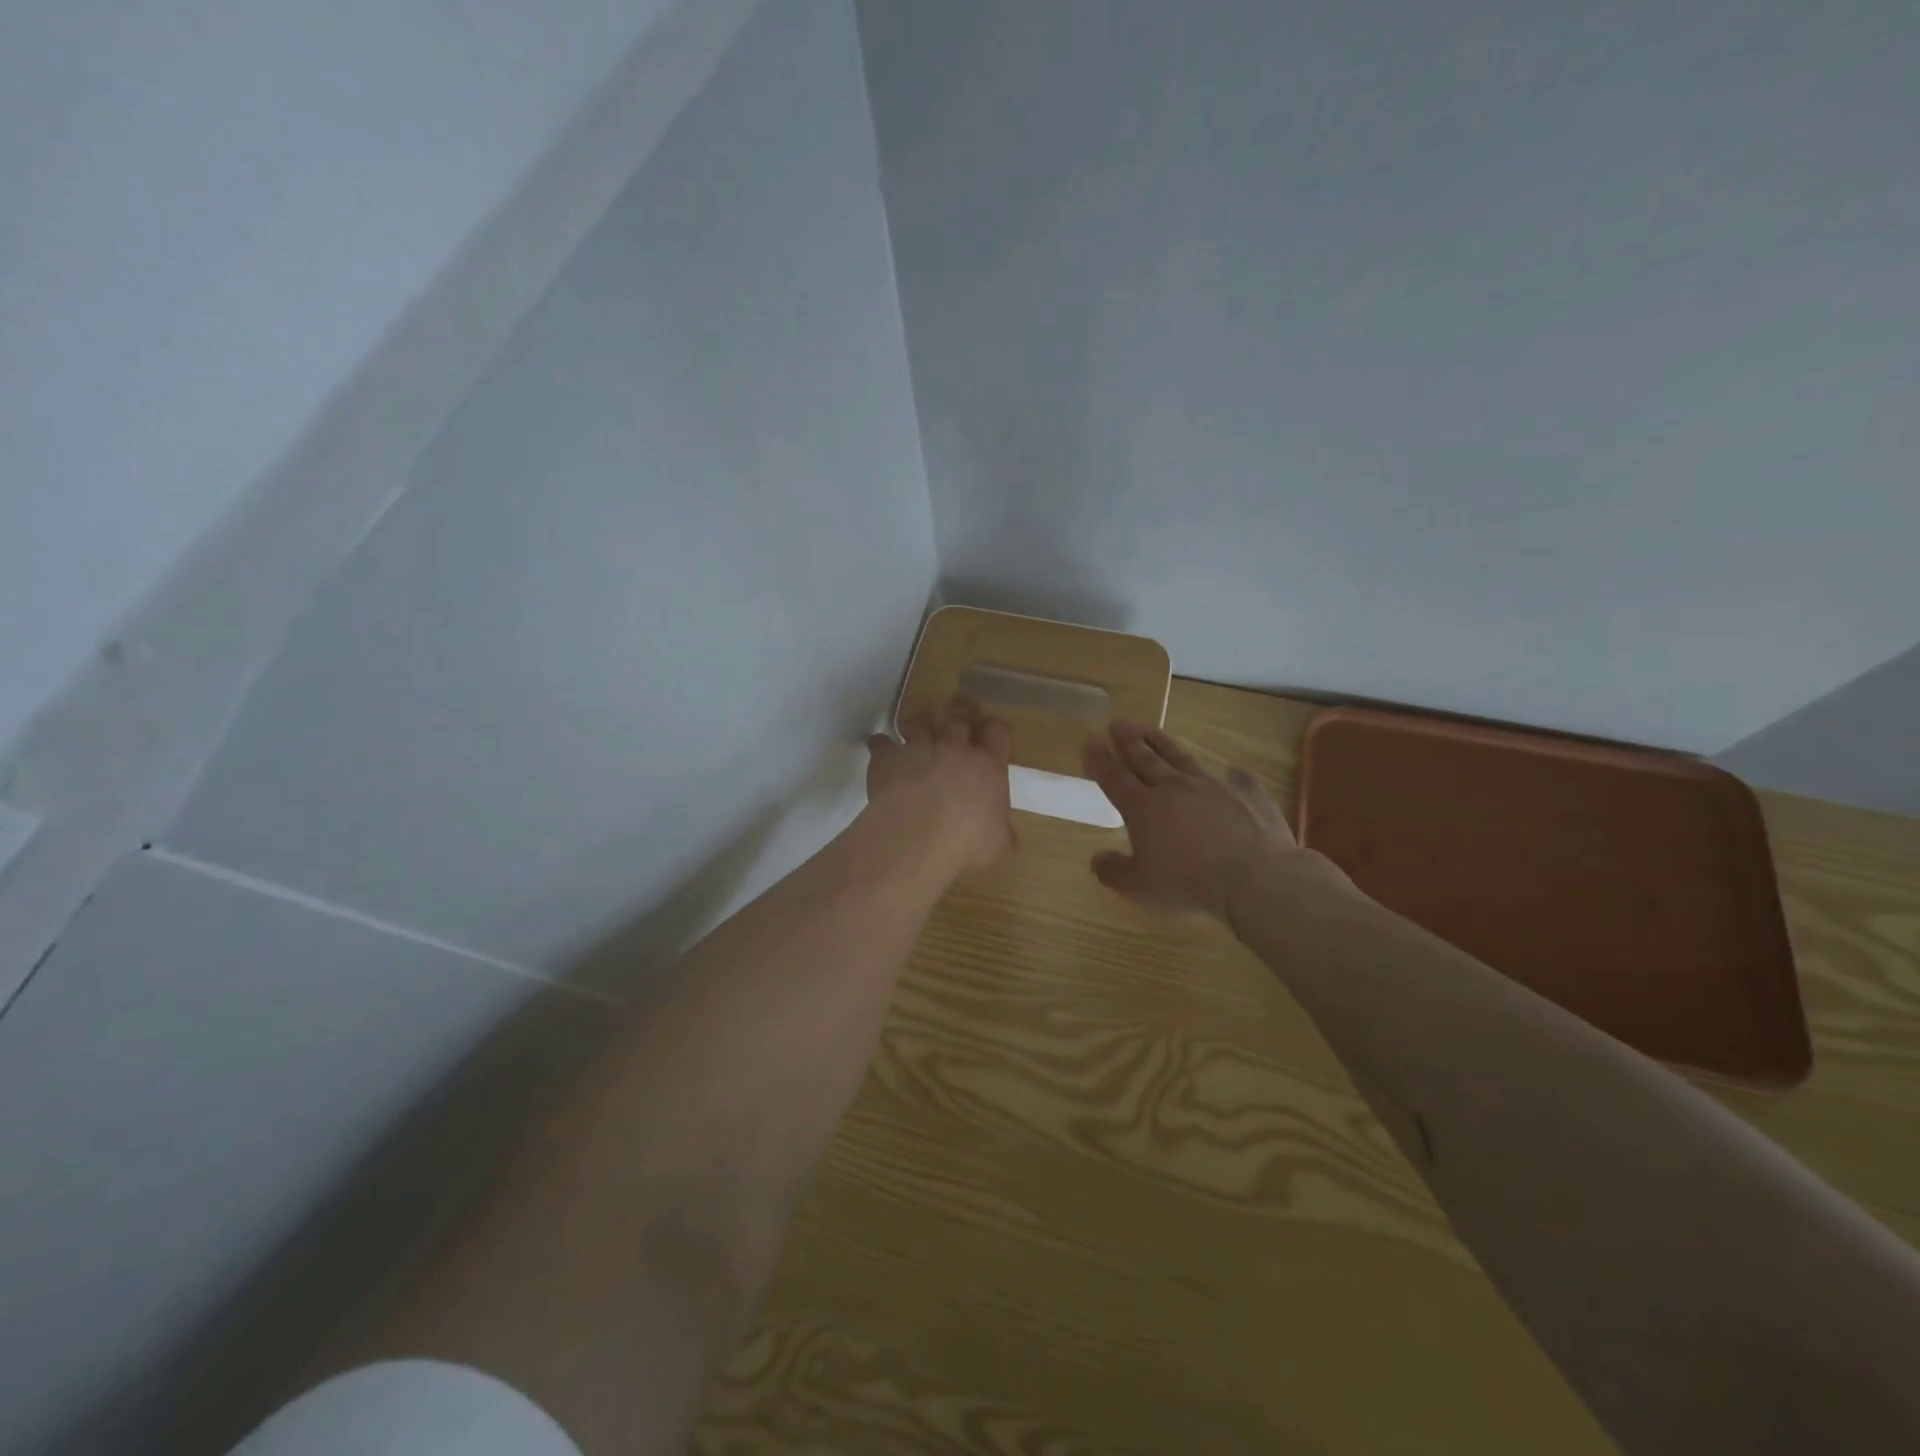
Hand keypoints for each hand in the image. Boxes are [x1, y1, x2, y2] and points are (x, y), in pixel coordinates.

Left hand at [866, 697, 1015, 872]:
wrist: (918, 835)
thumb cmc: (968, 842)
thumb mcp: (999, 847)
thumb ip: (1002, 835)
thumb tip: (1004, 836)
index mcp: (988, 767)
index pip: (999, 734)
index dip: (997, 728)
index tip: (994, 729)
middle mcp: (955, 750)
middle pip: (959, 717)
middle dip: (961, 709)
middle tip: (961, 705)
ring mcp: (920, 749)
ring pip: (921, 723)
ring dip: (921, 722)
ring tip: (920, 725)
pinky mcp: (888, 758)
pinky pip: (883, 743)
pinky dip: (882, 745)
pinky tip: (880, 748)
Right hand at [1083, 720, 1342, 919]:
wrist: (1255, 877)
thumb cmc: (1189, 883)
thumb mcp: (1140, 887)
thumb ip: (1114, 871)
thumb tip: (1096, 859)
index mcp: (1143, 808)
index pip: (1114, 778)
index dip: (1099, 761)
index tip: (1090, 742)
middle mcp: (1174, 788)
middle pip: (1146, 759)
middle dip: (1129, 741)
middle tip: (1118, 723)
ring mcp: (1213, 787)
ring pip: (1182, 759)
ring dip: (1164, 744)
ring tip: (1151, 730)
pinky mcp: (1248, 795)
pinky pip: (1238, 780)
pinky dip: (1233, 776)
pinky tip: (1233, 772)